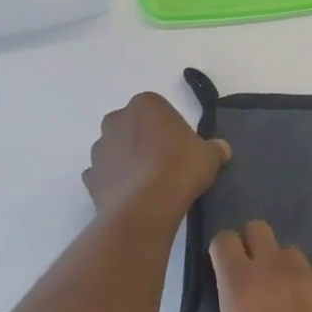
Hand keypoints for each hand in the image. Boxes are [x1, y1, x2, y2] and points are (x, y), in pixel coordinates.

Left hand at [82, 92, 229, 225]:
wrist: (145, 207)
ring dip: (129, 161)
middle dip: (145, 140)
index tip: (182, 146)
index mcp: (145, 104)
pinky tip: (134, 196)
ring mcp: (99, 149)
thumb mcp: (210, 156)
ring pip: (116, 150)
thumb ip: (215, 149)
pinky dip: (116, 182)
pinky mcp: (90, 177)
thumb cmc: (180, 168)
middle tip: (167, 162)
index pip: (159, 108)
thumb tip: (221, 149)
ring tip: (150, 184)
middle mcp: (116, 120)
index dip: (171, 127)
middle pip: (133, 126)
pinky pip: (105, 175)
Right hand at [189, 220, 311, 311]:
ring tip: (278, 297)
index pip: (225, 240)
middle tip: (247, 276)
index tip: (219, 269)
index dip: (220, 250)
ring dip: (279, 266)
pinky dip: (304, 289)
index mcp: (241, 281)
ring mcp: (308, 276)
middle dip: (250, 244)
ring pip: (289, 252)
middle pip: (259, 229)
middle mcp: (274, 268)